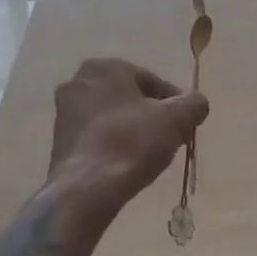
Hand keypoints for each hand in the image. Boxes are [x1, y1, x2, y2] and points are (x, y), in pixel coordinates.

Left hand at [49, 59, 208, 218]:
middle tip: (170, 139)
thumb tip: (198, 103)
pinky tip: (127, 164)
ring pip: (112, 117)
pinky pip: (97, 136)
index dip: (174, 103)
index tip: (185, 125)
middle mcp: (79, 81)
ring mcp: (64, 112)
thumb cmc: (132, 142)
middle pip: (130, 97)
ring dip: (133, 131)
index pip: (152, 81)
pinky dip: (113, 145)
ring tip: (150, 155)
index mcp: (105, 67)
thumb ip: (193, 104)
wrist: (86, 188)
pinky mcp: (59, 141)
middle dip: (151, 116)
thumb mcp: (175, 119)